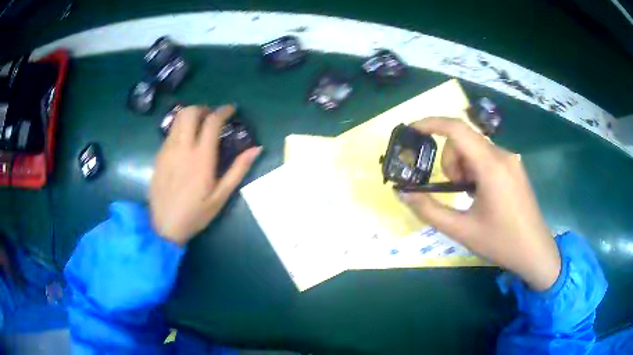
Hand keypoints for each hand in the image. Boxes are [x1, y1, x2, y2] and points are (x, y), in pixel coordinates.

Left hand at [150, 105, 260, 244]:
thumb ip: (238, 169)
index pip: (212, 122)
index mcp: (201, 157)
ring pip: (177, 119)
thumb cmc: (196, 214)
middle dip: (203, 108)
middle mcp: (182, 148)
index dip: (223, 111)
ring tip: (199, 125)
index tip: (231, 109)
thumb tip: (256, 149)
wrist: (164, 226)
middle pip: (190, 112)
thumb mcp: (221, 196)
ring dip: (190, 115)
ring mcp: (167, 150)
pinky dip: (180, 128)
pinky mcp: (159, 155)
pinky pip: (170, 132)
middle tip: (212, 117)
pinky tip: (185, 142)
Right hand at [399, 118, 560, 290]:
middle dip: (450, 160)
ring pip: (475, 148)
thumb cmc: (500, 242)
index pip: (457, 129)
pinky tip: (481, 193)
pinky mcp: (515, 167)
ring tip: (468, 195)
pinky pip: (487, 157)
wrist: (535, 252)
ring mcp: (511, 160)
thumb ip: (428, 210)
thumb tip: (403, 193)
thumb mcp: (461, 230)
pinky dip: (475, 169)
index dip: (431, 123)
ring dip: (462, 167)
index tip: (412, 130)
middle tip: (453, 189)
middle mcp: (503, 155)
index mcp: (491, 166)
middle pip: (464, 140)